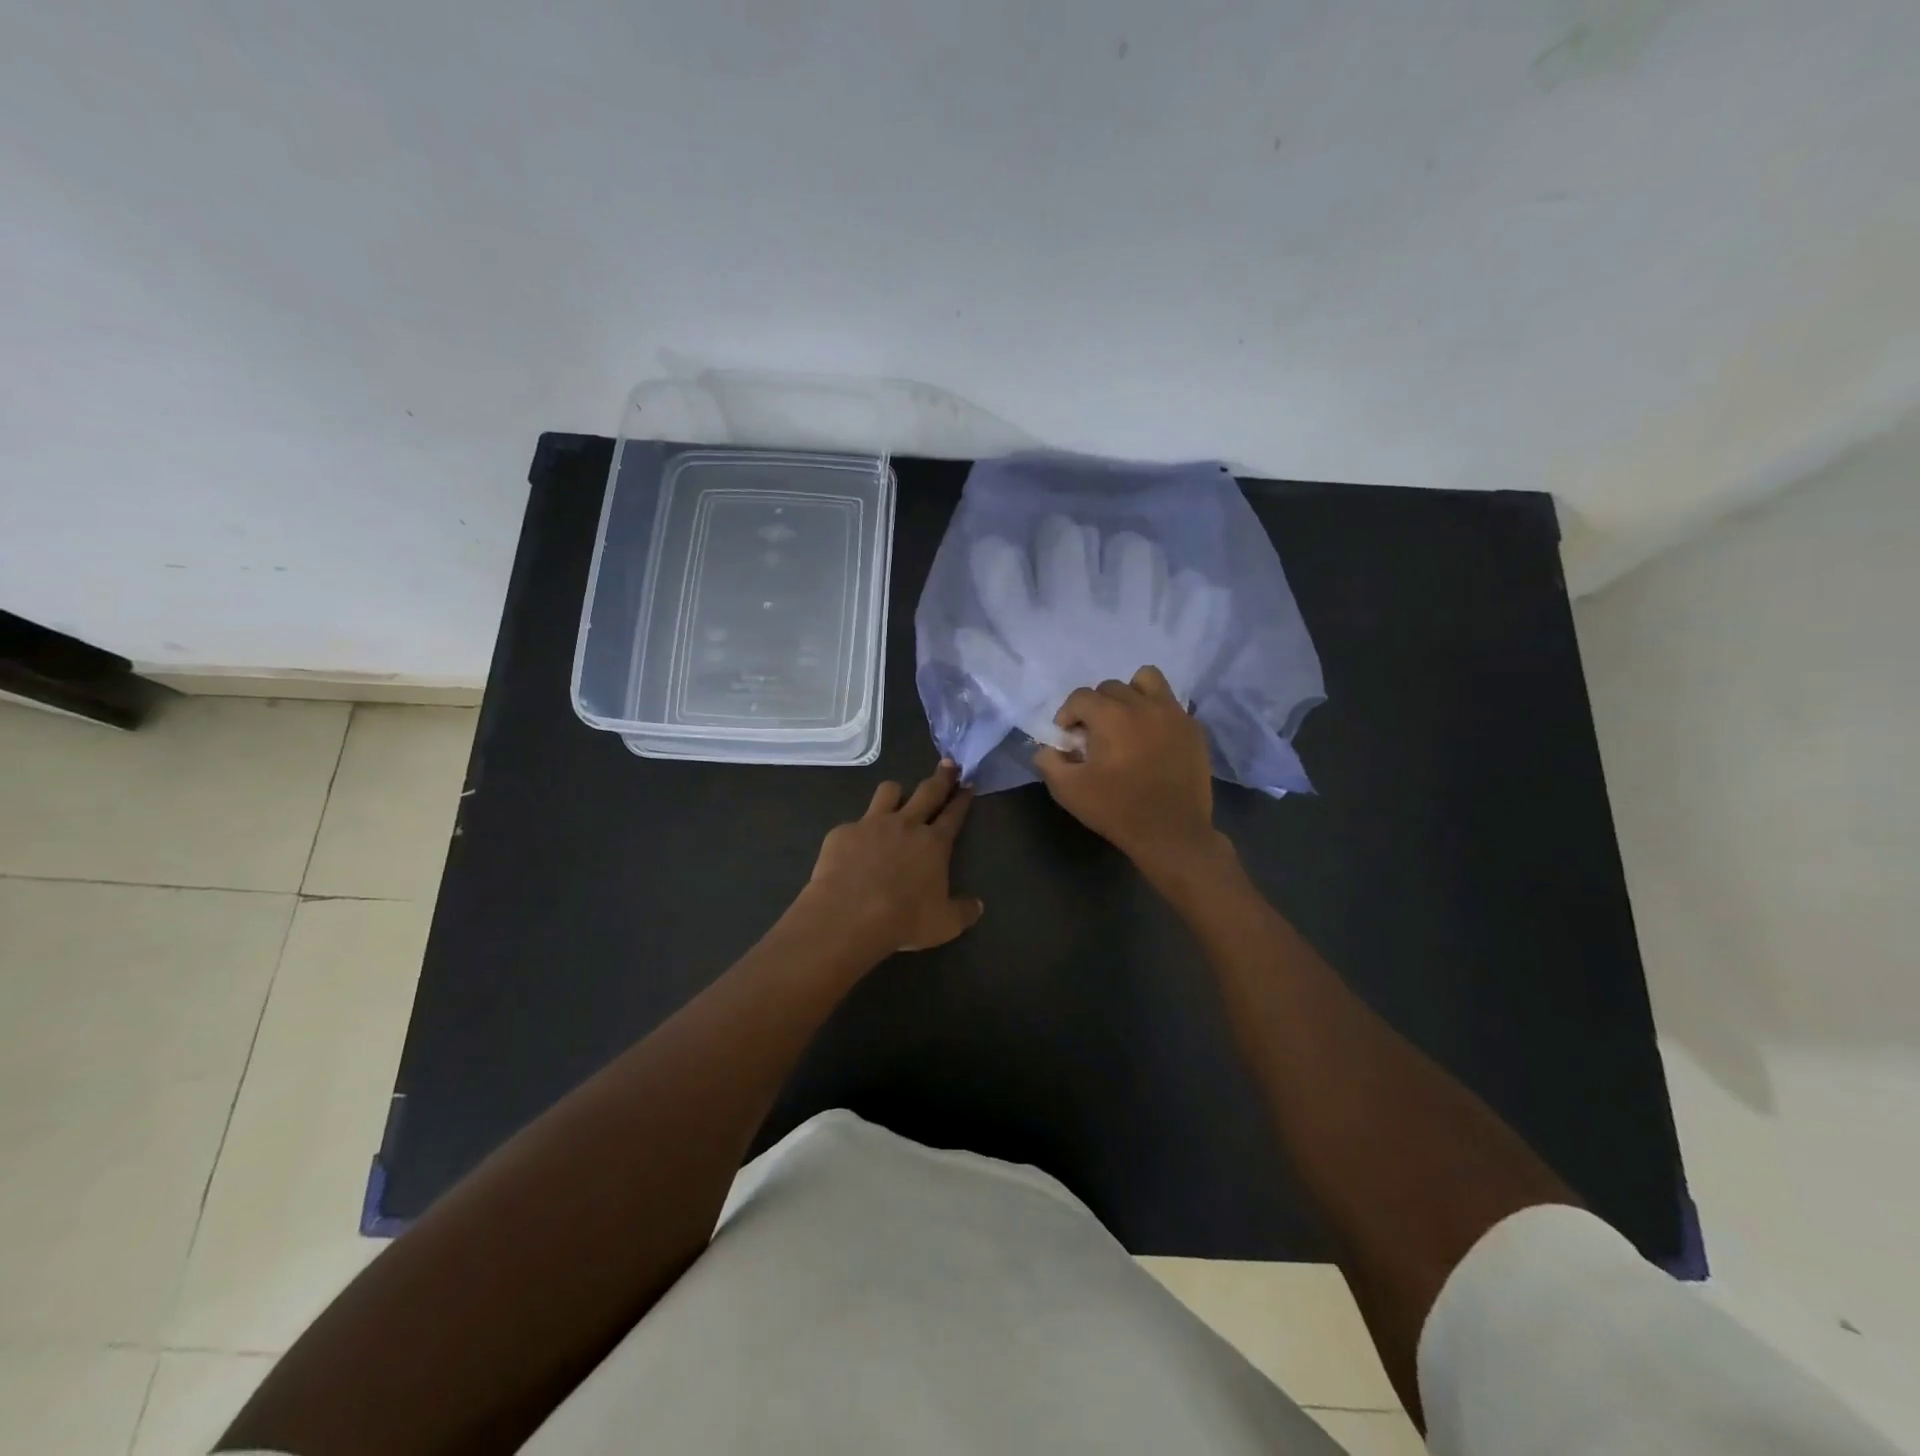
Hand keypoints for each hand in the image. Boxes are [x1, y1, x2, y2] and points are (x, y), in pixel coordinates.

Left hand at [800, 760, 983, 954]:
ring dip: (896, 792)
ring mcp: (872, 824)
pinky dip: (858, 832)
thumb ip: (963, 912)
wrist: (849, 915)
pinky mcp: (843, 832)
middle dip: (940, 777)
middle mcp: (906, 825)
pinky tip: (854, 846)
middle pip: (928, 791)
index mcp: (934, 843)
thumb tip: (978, 906)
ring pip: (888, 791)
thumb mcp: (944, 924)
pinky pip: (854, 823)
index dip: (962, 799)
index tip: (968, 784)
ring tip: (897, 795)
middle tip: (948, 764)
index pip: (954, 815)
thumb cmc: (904, 919)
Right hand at [1032, 665, 1229, 880]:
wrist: (1172, 833)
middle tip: (1094, 734)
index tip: (1068, 739)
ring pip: (1147, 680)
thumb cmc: (1117, 810)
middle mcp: (1143, 705)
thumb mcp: (1068, 790)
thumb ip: (1049, 761)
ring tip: (1126, 720)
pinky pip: (1171, 704)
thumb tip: (1049, 747)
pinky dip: (1156, 712)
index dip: (1067, 715)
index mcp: (1111, 716)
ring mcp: (1173, 714)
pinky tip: (1151, 738)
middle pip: (1111, 687)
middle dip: (1096, 706)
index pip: (1080, 697)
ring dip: (1130, 694)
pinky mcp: (1193, 728)